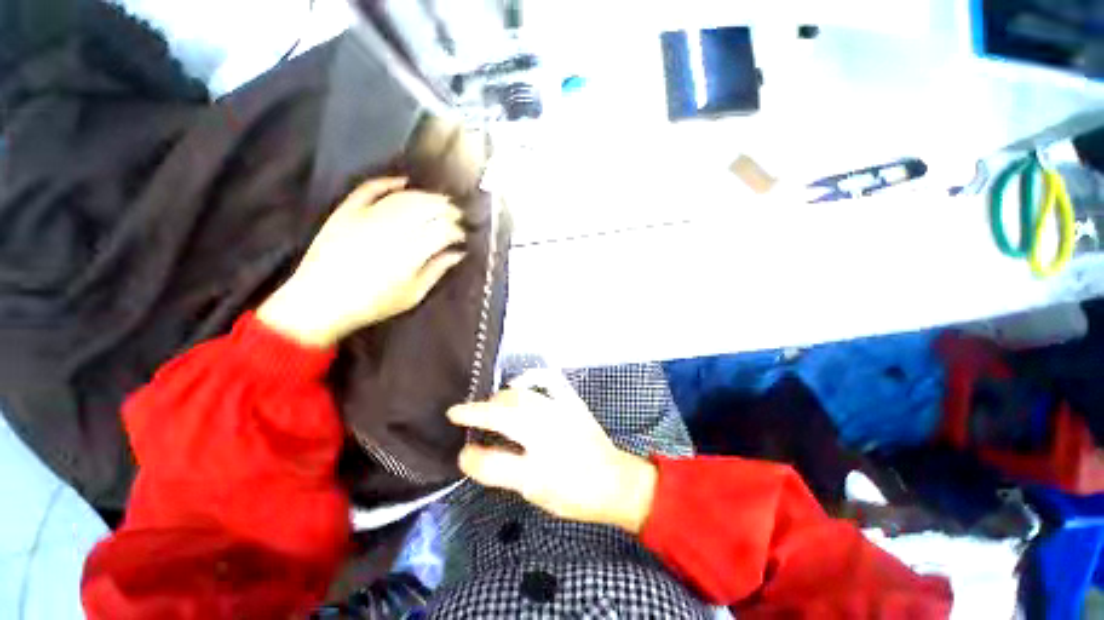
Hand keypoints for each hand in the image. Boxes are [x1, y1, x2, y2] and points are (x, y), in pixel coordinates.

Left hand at [258, 177, 465, 346]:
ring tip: (439, 200)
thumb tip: (457, 254)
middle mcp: (391, 230)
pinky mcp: (346, 211)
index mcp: (410, 253)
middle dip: (447, 209)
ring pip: (404, 197)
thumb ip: (437, 270)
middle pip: (427, 208)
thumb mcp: (412, 294)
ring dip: (426, 196)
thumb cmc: (373, 304)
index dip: (456, 230)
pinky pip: (369, 189)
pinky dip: (387, 182)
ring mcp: (367, 217)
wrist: (320, 302)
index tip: (462, 236)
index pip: (442, 230)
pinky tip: (403, 181)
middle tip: (457, 214)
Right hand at [446, 370, 657, 533]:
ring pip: (520, 396)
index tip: (455, 436)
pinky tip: (518, 384)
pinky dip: (528, 379)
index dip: (470, 453)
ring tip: (488, 404)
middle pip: (503, 414)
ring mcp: (560, 411)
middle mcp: (547, 432)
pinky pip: (546, 381)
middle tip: (463, 413)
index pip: (491, 456)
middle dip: (478, 410)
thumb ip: (501, 472)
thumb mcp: (534, 492)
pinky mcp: (571, 401)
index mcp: (537, 465)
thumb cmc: (574, 493)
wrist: (614, 480)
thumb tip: (470, 454)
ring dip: (498, 397)